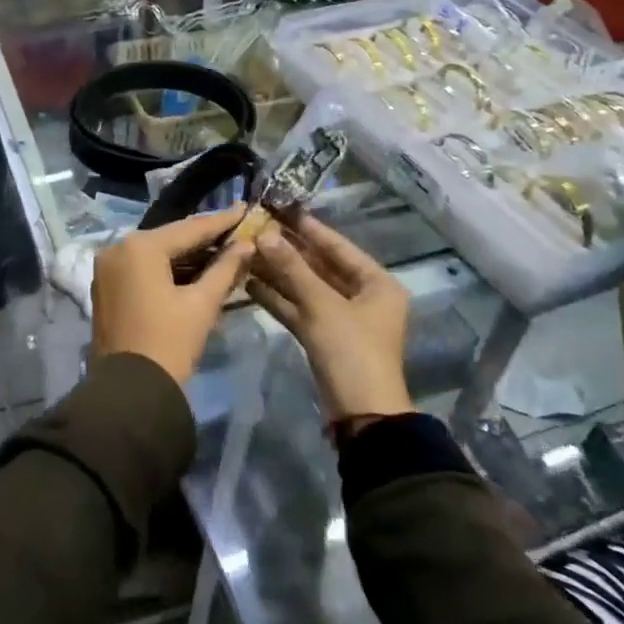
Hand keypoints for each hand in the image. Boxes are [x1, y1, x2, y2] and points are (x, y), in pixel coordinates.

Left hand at [90, 207, 256, 384]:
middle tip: (237, 230)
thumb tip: (246, 244)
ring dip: (186, 255)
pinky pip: (141, 268)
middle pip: (170, 238)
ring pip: (155, 254)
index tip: (245, 207)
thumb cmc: (169, 343)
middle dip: (204, 237)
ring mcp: (107, 268)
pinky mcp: (104, 286)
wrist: (130, 391)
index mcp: (140, 247)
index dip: (221, 221)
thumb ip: (225, 268)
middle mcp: (117, 248)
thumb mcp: (202, 304)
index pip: (190, 228)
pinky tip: (194, 269)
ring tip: (223, 249)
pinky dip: (166, 268)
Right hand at [247, 216, 412, 421]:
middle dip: (288, 251)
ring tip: (246, 252)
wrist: (361, 414)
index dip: (310, 229)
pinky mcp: (323, 338)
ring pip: (306, 288)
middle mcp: (362, 297)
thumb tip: (265, 233)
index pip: (339, 247)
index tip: (282, 209)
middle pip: (321, 267)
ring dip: (278, 273)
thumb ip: (292, 268)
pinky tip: (249, 283)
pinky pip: (299, 309)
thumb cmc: (351, 350)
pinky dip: (277, 298)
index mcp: (377, 284)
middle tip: (257, 229)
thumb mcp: (322, 304)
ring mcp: (342, 319)